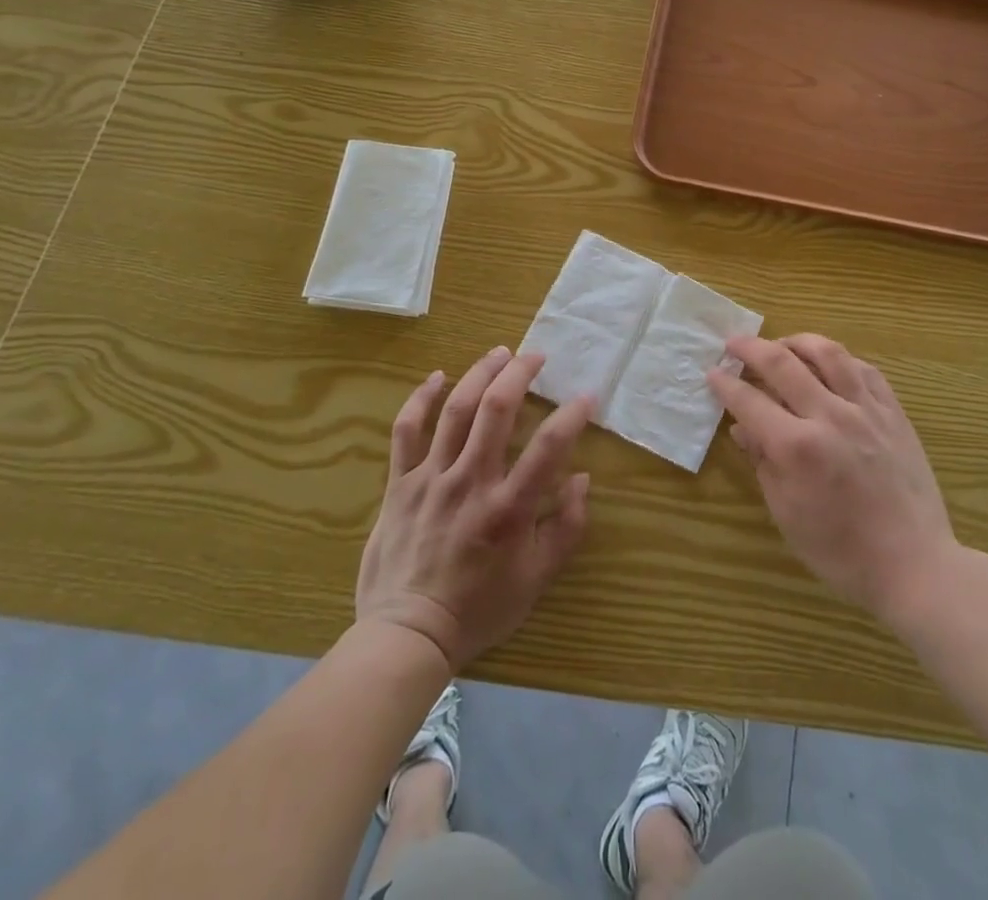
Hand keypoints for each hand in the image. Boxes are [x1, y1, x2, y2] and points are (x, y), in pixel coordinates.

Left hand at [356, 348, 591, 671]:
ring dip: (479, 374)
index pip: (549, 446)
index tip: (586, 395)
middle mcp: (471, 482)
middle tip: (536, 355)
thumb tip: (582, 480)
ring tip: (500, 353)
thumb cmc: (478, 608)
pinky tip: (438, 377)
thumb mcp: (536, 580)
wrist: (406, 634)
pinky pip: (407, 431)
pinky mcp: (400, 483)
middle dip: (520, 373)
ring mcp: (431, 478)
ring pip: (455, 410)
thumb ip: (566, 529)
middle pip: (496, 410)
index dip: (572, 414)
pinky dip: (421, 399)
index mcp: (508, 508)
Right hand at [709, 334, 958, 625]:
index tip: (713, 373)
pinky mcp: (893, 412)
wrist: (914, 564)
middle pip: (783, 363)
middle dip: (751, 348)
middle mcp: (830, 417)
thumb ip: (763, 463)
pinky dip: (840, 359)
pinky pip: (864, 369)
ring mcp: (866, 410)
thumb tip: (742, 428)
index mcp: (797, 447)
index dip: (726, 384)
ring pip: (828, 353)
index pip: (750, 401)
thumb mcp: (787, 513)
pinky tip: (829, 364)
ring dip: (797, 341)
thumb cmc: (841, 551)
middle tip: (734, 344)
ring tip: (782, 345)